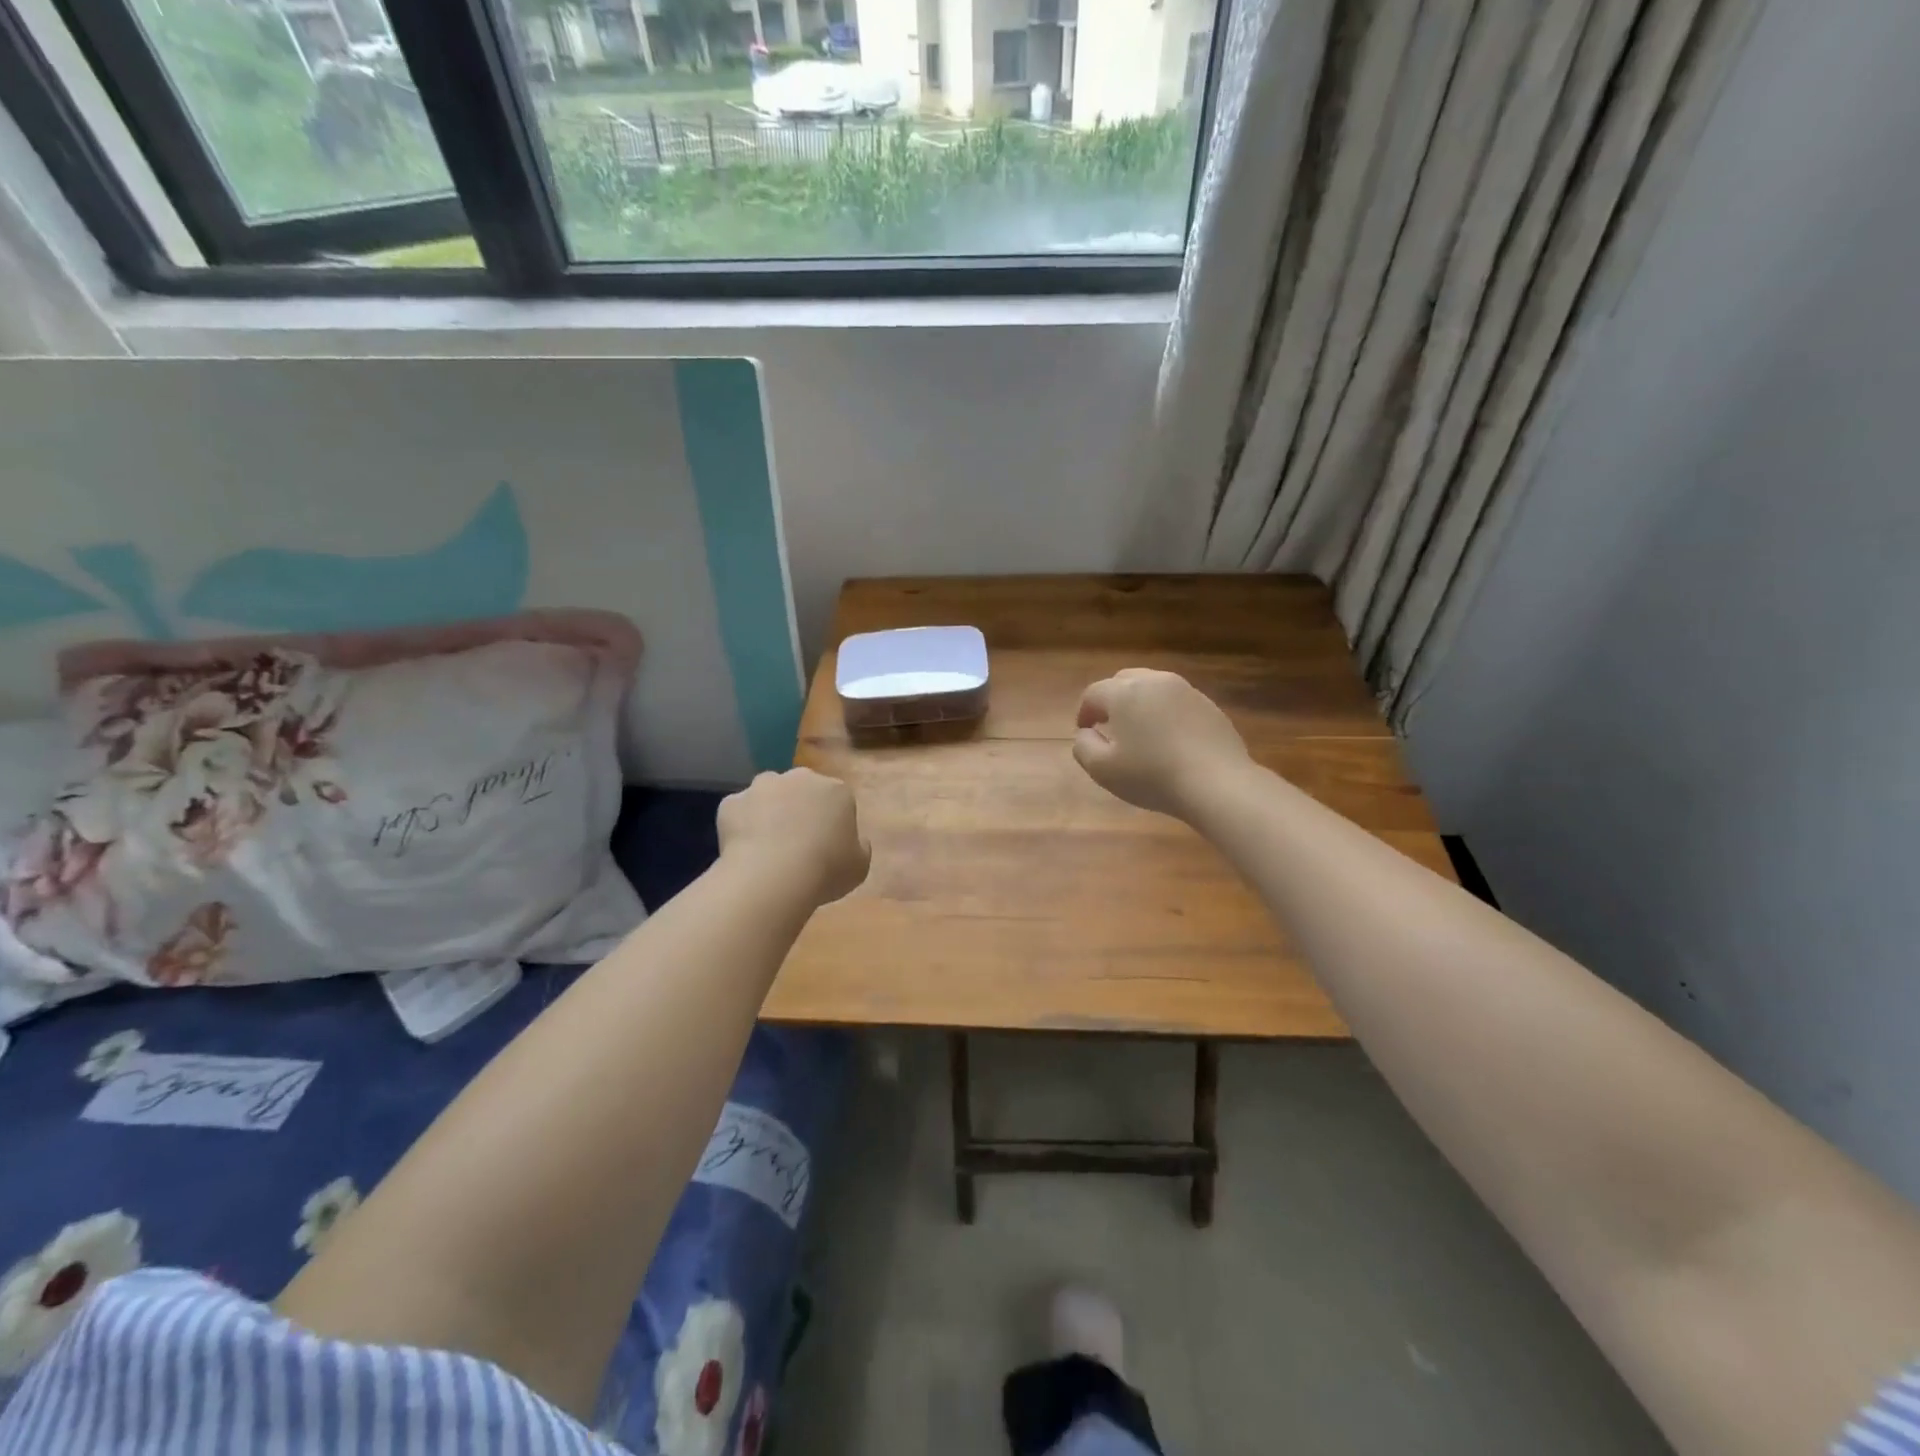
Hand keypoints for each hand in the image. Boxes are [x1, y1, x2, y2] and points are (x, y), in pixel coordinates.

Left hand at [718, 768, 869, 906]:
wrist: (772, 877)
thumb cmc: (826, 870)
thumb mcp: (860, 866)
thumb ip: (859, 846)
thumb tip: (853, 840)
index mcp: (836, 790)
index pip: (837, 800)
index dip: (831, 823)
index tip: (826, 847)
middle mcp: (800, 778)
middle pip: (801, 790)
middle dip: (798, 809)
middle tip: (796, 843)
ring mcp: (762, 786)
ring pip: (767, 795)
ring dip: (768, 812)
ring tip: (767, 846)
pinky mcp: (732, 802)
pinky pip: (739, 812)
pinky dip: (741, 826)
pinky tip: (745, 851)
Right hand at [1073, 669, 1250, 820]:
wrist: (1217, 783)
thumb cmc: (1152, 776)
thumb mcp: (1103, 770)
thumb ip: (1083, 746)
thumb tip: (1086, 733)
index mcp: (1125, 692)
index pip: (1093, 693)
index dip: (1084, 711)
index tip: (1085, 731)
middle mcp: (1155, 681)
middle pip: (1124, 681)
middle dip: (1111, 700)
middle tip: (1109, 726)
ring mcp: (1186, 690)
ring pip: (1153, 688)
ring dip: (1140, 704)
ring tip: (1140, 732)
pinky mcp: (1209, 705)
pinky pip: (1177, 702)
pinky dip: (1166, 713)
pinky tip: (1169, 740)